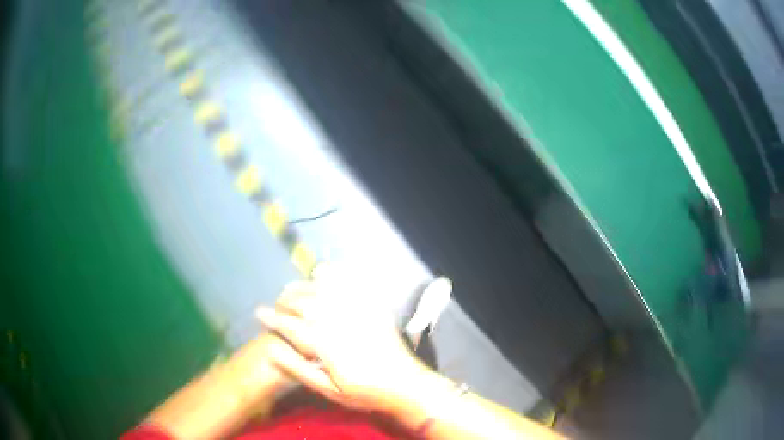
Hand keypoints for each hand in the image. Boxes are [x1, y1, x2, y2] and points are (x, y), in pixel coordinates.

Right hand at [256, 264, 425, 412]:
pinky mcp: (371, 306)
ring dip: (302, 287)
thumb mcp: (329, 390)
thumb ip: (299, 369)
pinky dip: (331, 274)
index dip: (272, 318)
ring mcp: (356, 311)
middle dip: (285, 301)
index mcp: (325, 345)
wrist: (406, 384)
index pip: (290, 325)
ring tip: (293, 293)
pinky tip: (322, 274)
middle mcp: (338, 321)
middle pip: (303, 302)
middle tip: (278, 307)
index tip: (259, 314)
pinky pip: (348, 282)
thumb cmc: (365, 393)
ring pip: (321, 289)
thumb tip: (272, 350)